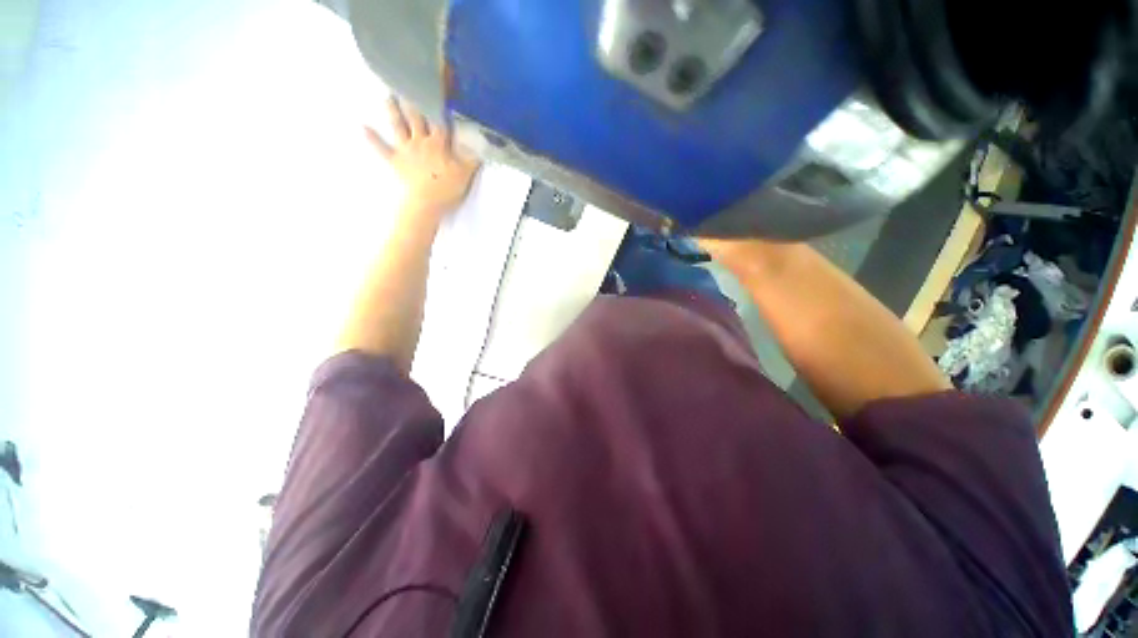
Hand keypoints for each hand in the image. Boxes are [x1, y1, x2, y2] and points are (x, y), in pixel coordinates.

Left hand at [365, 97, 480, 216]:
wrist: (426, 204)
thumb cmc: (447, 189)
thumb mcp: (465, 175)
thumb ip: (472, 159)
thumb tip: (482, 147)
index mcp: (439, 144)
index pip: (440, 121)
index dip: (440, 105)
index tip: (438, 88)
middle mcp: (420, 141)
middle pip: (417, 117)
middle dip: (413, 100)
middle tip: (407, 82)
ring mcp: (406, 150)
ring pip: (398, 126)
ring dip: (392, 111)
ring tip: (387, 95)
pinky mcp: (395, 161)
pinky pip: (381, 148)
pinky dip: (372, 138)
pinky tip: (362, 127)